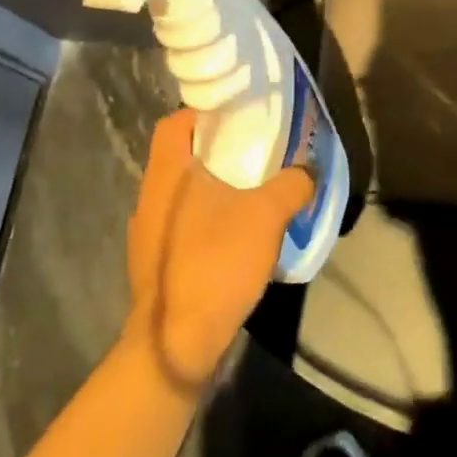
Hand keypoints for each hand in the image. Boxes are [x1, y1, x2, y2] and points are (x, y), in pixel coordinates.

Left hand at [126, 110, 314, 391]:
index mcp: (168, 173)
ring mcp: (149, 233)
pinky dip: (211, 220)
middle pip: (183, 156)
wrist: (176, 344)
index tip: (239, 117)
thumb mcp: (267, 216)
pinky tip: (239, 236)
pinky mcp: (157, 263)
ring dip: (217, 188)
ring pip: (186, 193)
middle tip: (259, 152)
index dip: (205, 112)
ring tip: (256, 193)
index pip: (175, 122)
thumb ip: (292, 184)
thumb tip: (307, 171)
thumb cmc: (216, 263)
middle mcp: (152, 196)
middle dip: (220, 151)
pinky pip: (185, 225)